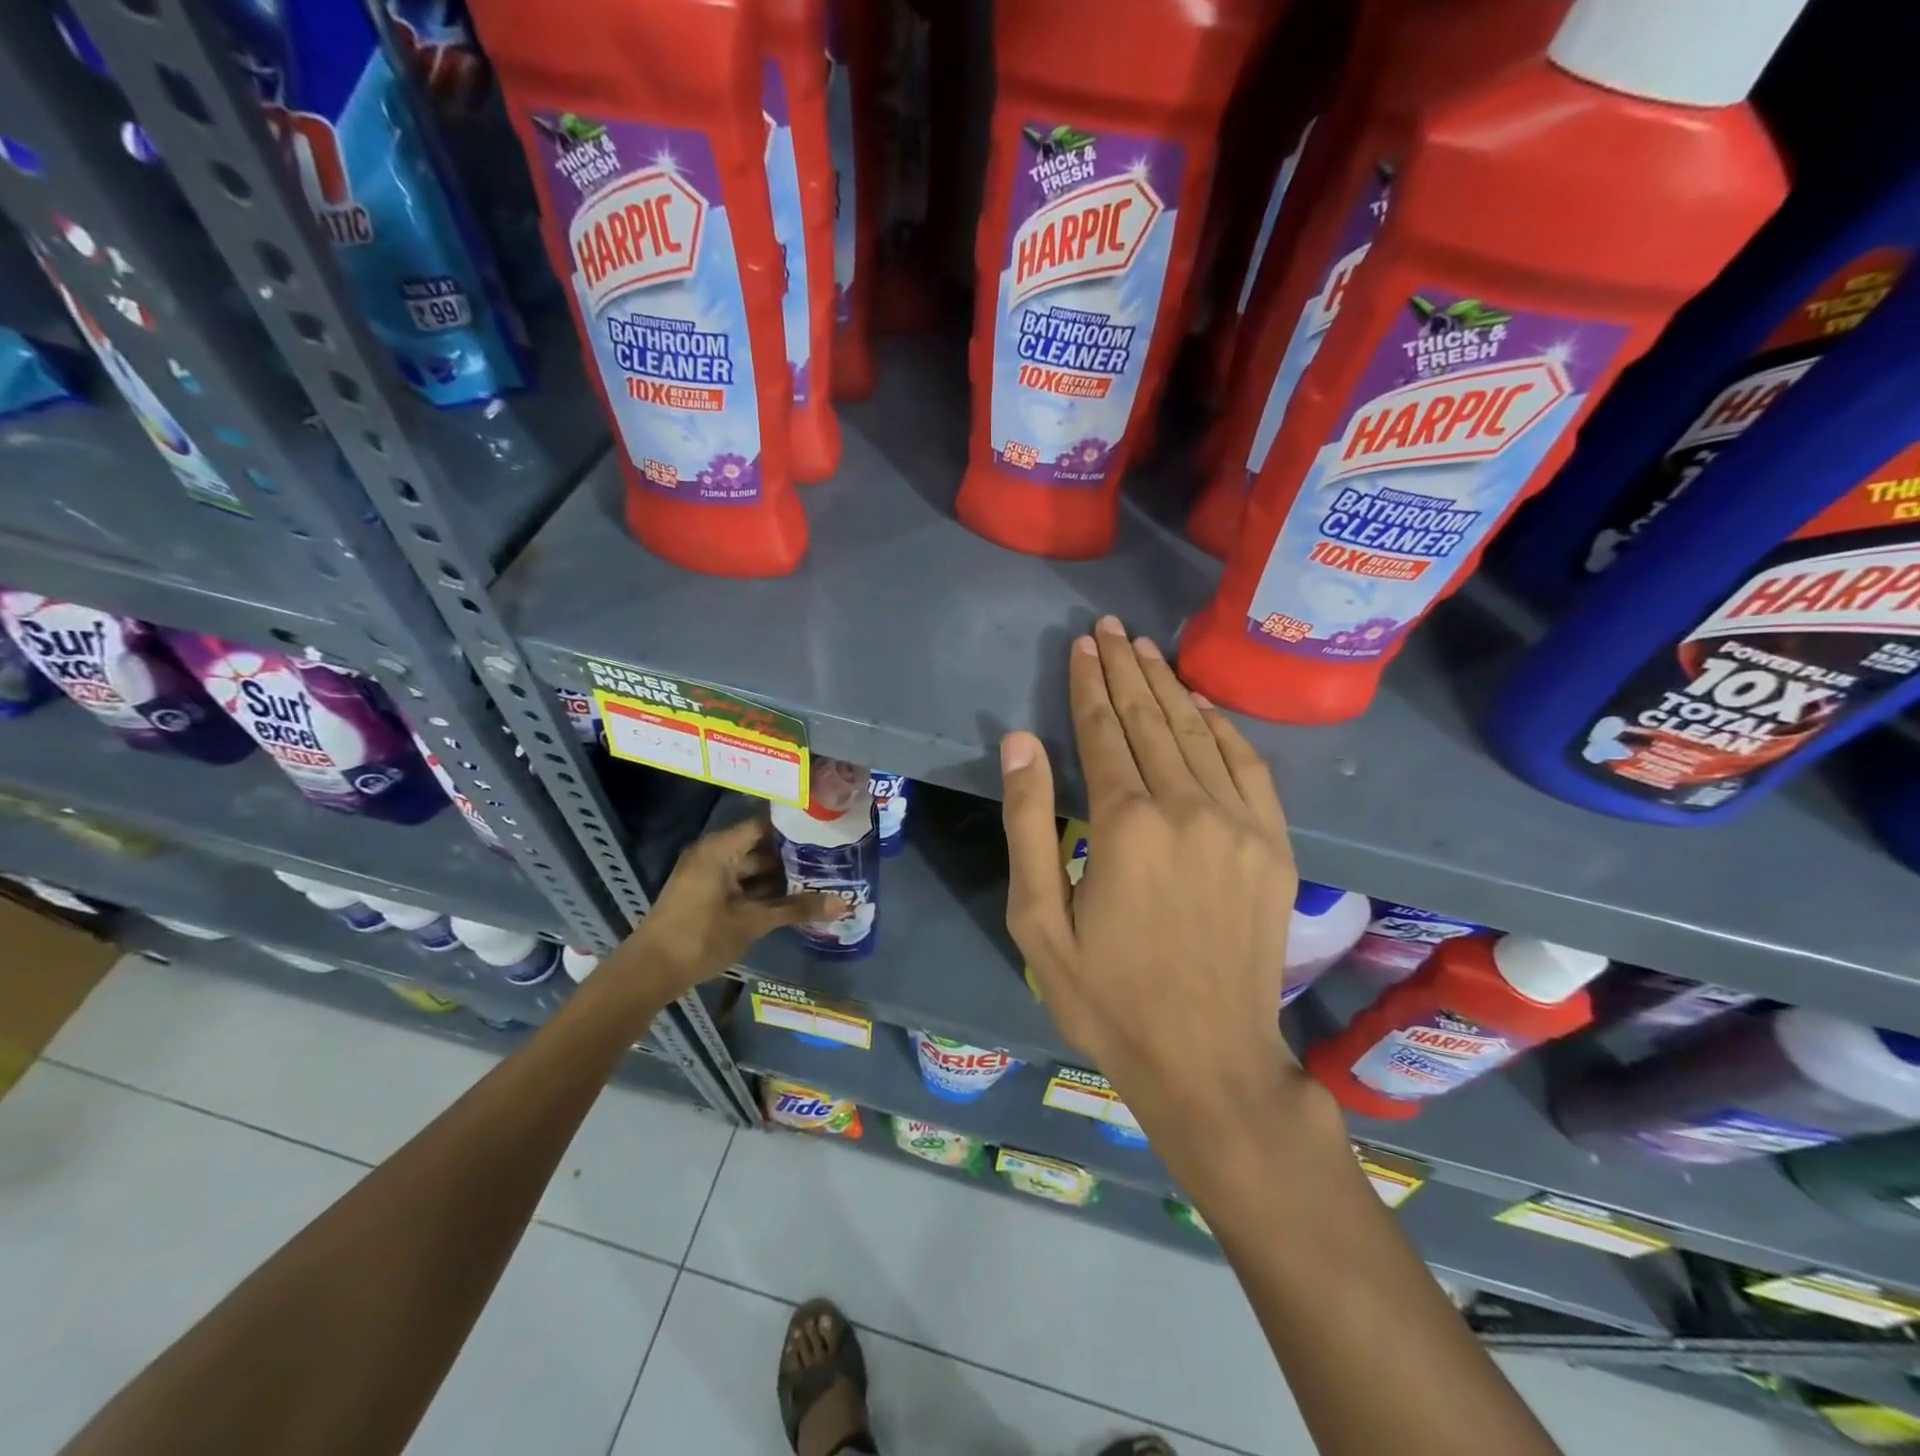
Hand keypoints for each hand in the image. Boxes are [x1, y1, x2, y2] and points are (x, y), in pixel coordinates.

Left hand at [615, 816, 843, 999]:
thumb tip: (843, 905)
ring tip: (821, 877)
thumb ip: (797, 909)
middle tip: (832, 856)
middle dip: (794, 854)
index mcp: (721, 848)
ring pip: (753, 868)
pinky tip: (794, 899)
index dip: (796, 827)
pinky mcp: (707, 895)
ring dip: (781, 875)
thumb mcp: (753, 922)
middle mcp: (714, 854)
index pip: (766, 824)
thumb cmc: (701, 937)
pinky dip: (765, 890)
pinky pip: (742, 883)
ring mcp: (709, 875)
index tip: (827, 829)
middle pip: (761, 846)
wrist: (650, 972)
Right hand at [1000, 616, 1302, 1133]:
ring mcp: (1240, 824)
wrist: (1209, 1061)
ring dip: (1168, 688)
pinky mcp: (1274, 846)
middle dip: (1125, 671)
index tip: (1081, 646)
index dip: (1088, 686)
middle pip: (1151, 722)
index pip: (1103, 733)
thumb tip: (1020, 742)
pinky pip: (1249, 767)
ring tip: (1146, 650)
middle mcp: (1187, 808)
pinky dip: (1223, 728)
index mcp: (1126, 825)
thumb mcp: (1039, 922)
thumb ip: (1029, 824)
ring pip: (1198, 735)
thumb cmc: (1107, 997)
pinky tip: (1202, 705)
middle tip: (1110, 629)